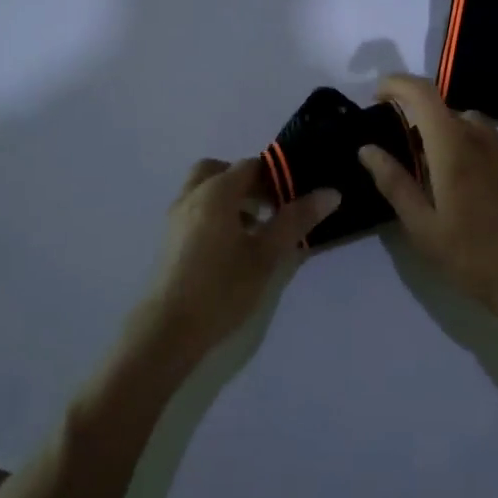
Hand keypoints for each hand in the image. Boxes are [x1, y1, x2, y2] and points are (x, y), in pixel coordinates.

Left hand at [135, 158, 339, 364]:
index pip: (251, 166)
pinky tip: (233, 246)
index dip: (276, 176)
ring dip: (230, 197)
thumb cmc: (221, 289)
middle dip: (247, 181)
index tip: (296, 197)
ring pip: (205, 190)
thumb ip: (296, 220)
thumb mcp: (266, 255)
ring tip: (256, 229)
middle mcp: (192, 196)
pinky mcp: (169, 238)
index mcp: (216, 193)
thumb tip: (330, 192)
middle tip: (271, 206)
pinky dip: (215, 212)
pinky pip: (195, 208)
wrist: (167, 331)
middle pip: (220, 170)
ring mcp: (176, 217)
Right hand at [357, 75, 497, 354]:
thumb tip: (368, 149)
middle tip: (393, 150)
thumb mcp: (422, 225)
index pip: (423, 93)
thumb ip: (394, 182)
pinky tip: (454, 186)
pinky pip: (482, 141)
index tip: (375, 98)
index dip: (396, 85)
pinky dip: (460, 145)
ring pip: (464, 123)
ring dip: (439, 132)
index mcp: (453, 146)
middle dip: (414, 117)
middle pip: (442, 108)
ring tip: (422, 170)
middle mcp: (480, 138)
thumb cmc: (472, 256)